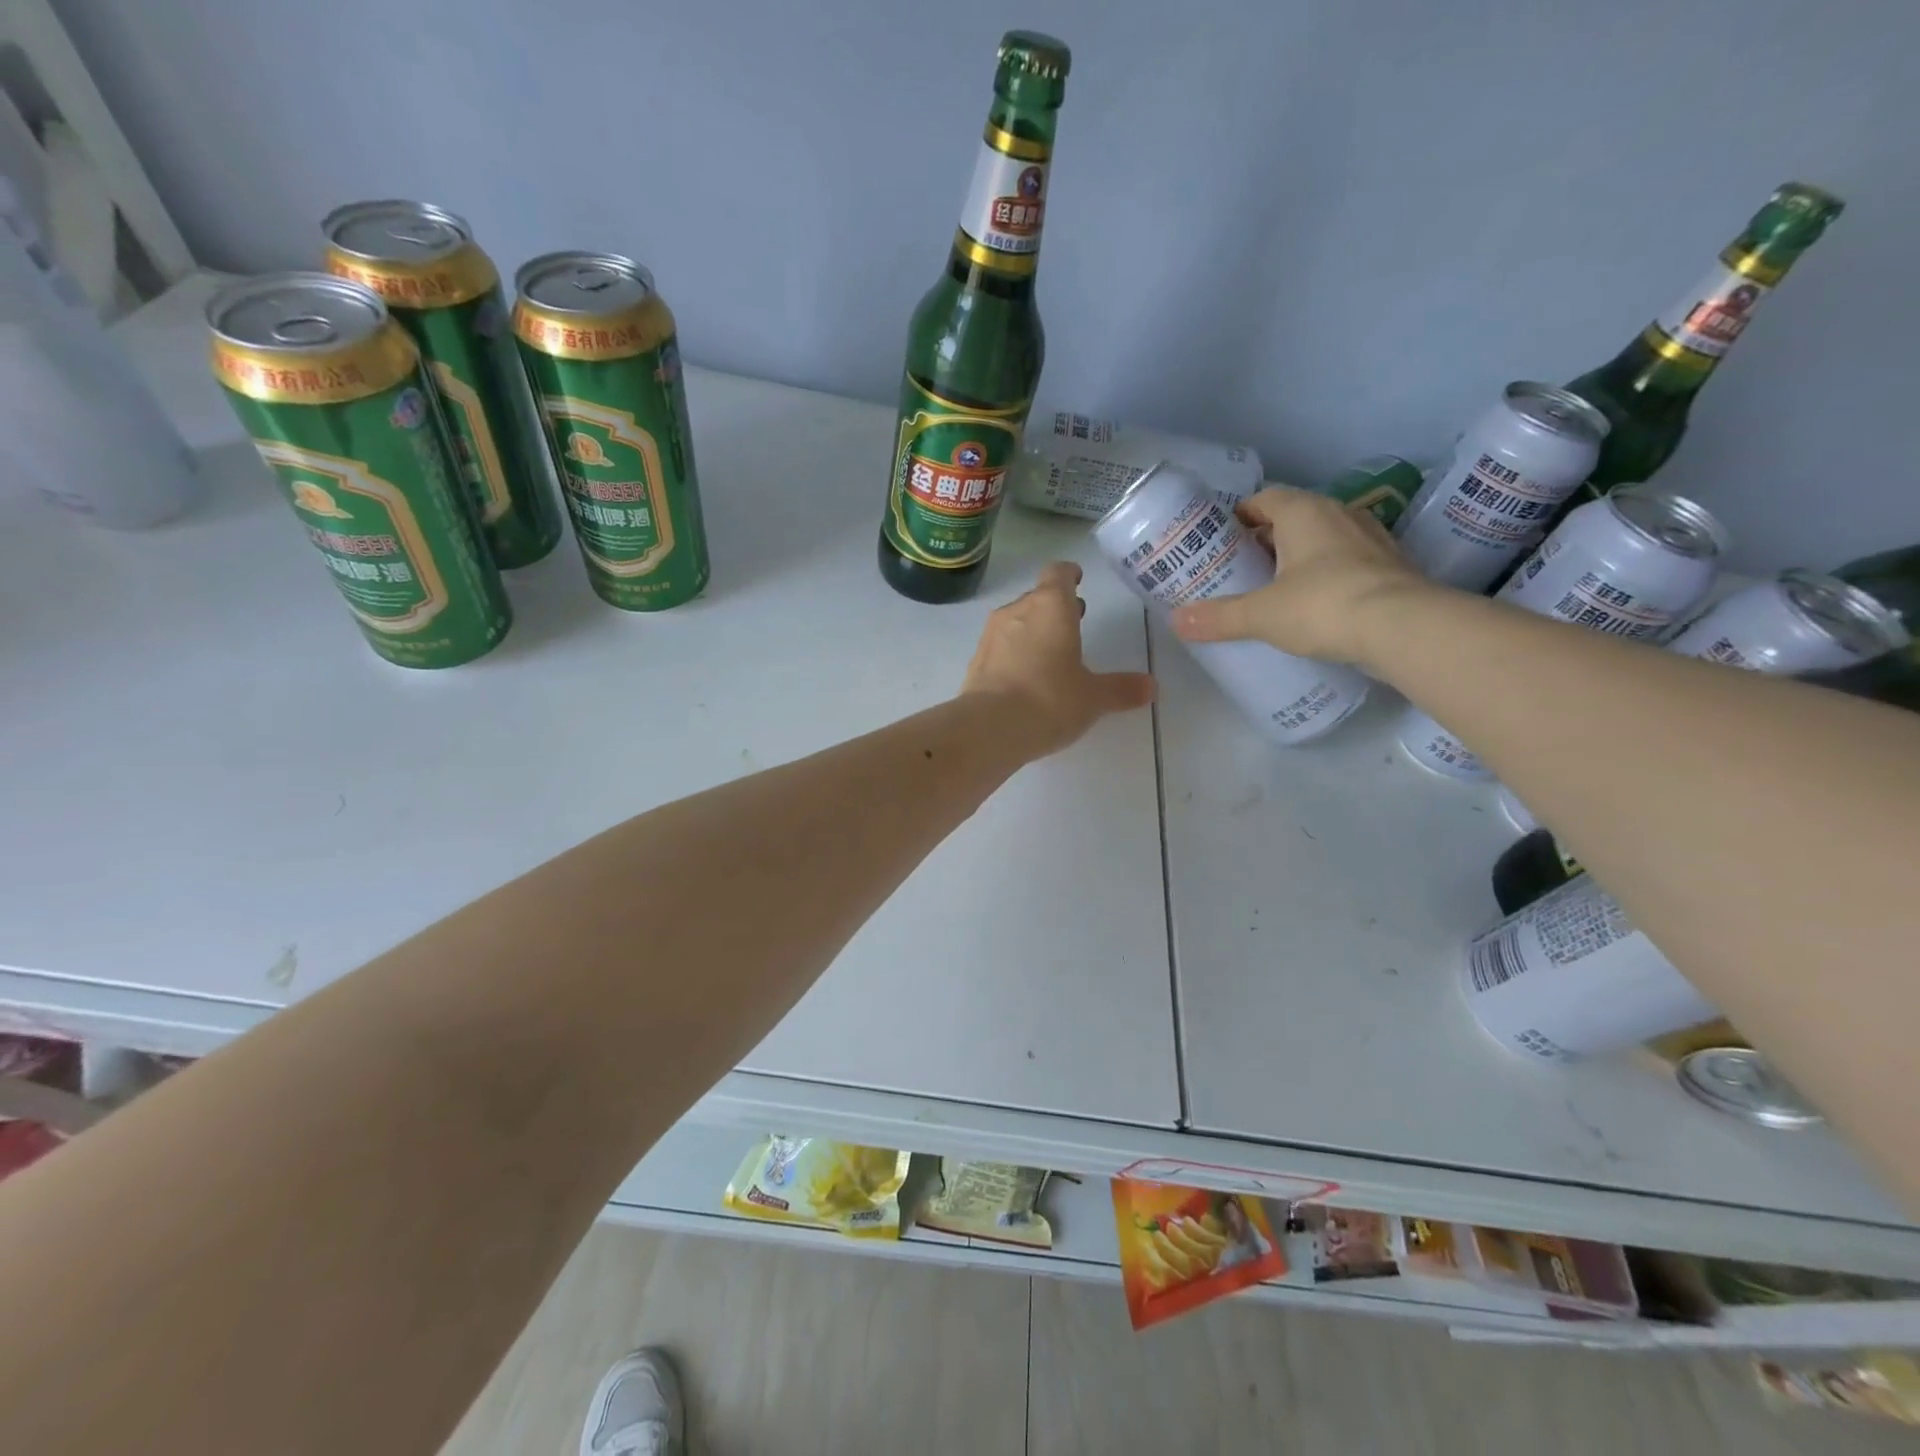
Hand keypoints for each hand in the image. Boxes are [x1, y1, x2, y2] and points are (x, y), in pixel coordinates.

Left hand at [963, 562, 1155, 757]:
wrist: (989, 728)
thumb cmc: (1050, 700)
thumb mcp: (1093, 697)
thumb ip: (1121, 689)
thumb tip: (1151, 687)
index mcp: (1051, 607)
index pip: (1058, 573)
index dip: (1069, 574)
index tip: (1077, 581)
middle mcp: (1018, 611)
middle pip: (1037, 597)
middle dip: (1055, 608)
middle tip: (1074, 622)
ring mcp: (992, 635)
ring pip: (1016, 621)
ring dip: (1033, 630)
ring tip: (1051, 654)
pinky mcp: (976, 660)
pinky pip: (1000, 647)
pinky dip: (1014, 654)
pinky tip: (1025, 679)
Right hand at [1169, 487, 1434, 664]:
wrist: (1402, 628)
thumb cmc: (1323, 605)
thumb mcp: (1261, 615)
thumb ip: (1218, 617)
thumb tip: (1176, 621)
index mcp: (1303, 512)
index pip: (1264, 499)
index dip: (1239, 518)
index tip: (1220, 544)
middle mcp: (1338, 514)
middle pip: (1291, 519)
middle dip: (1264, 541)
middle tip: (1239, 572)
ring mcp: (1370, 538)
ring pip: (1322, 540)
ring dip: (1297, 559)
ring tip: (1273, 590)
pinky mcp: (1390, 566)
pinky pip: (1346, 562)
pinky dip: (1326, 576)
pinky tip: (1313, 606)